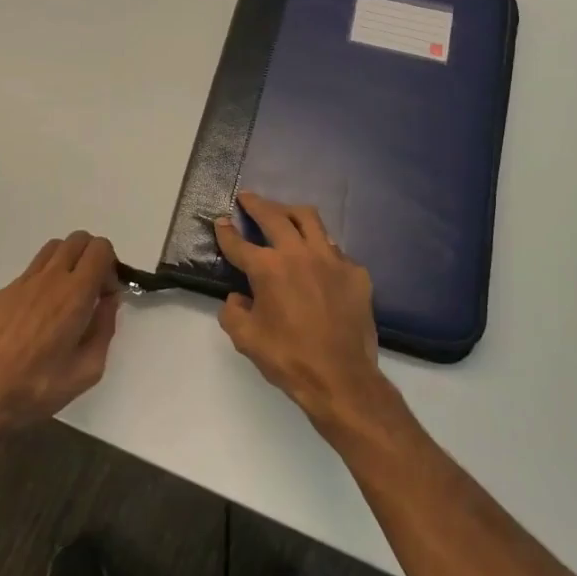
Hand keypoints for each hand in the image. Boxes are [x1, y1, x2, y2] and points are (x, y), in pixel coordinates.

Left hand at [0, 231, 120, 434]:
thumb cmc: (38, 389)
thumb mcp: (88, 369)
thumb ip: (105, 328)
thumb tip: (108, 301)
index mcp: (74, 295)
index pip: (100, 249)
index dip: (111, 266)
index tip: (105, 295)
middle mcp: (48, 279)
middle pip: (78, 240)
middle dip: (91, 257)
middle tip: (90, 291)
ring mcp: (20, 284)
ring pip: (52, 249)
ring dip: (67, 262)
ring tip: (65, 298)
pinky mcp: (0, 294)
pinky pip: (30, 272)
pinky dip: (43, 281)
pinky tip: (36, 318)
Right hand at [212, 193, 397, 435]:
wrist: (342, 377)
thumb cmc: (288, 358)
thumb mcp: (246, 340)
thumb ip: (233, 312)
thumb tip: (237, 297)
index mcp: (269, 269)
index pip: (240, 243)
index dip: (226, 231)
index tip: (221, 220)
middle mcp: (300, 254)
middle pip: (275, 216)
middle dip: (258, 204)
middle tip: (248, 198)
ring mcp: (332, 259)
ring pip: (310, 220)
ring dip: (291, 212)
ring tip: (283, 212)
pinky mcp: (355, 272)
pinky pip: (334, 250)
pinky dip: (320, 248)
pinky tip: (317, 259)